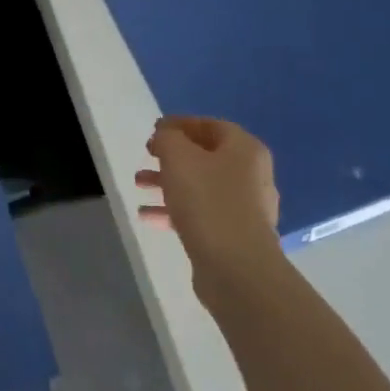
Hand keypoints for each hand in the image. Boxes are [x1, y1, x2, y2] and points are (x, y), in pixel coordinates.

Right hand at [135, 116, 282, 280]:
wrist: (236, 266)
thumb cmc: (207, 200)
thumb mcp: (178, 157)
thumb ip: (168, 138)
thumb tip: (166, 136)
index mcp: (245, 150)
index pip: (211, 125)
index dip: (181, 124)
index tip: (154, 130)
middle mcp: (251, 175)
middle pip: (206, 156)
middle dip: (171, 156)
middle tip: (146, 156)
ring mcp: (245, 207)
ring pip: (200, 186)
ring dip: (168, 182)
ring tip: (139, 185)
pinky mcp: (234, 235)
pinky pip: (200, 213)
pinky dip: (174, 210)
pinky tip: (147, 216)